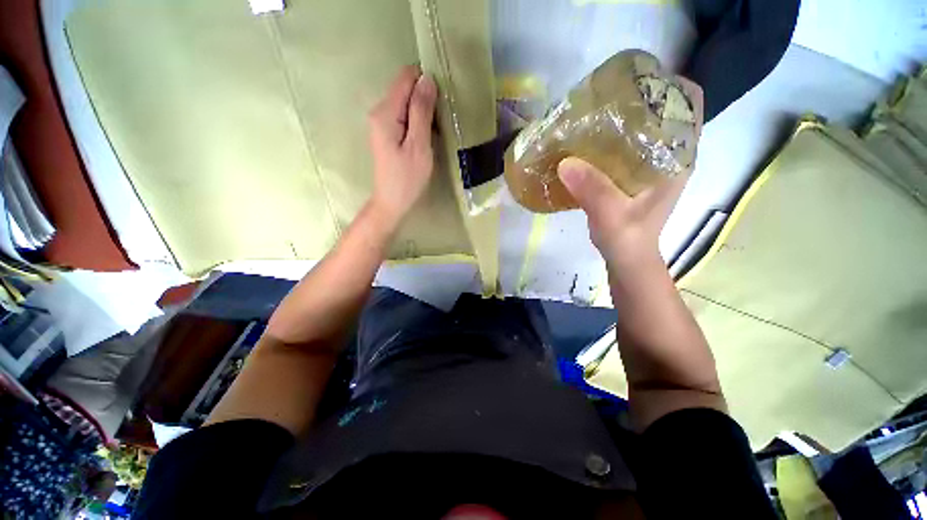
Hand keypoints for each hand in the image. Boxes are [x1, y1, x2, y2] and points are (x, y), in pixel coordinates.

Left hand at [367, 65, 438, 228]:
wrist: (392, 202)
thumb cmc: (407, 178)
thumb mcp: (419, 146)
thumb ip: (421, 112)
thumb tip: (427, 79)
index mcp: (385, 112)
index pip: (405, 77)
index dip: (426, 82)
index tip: (442, 101)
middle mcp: (379, 111)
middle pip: (405, 88)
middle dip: (425, 98)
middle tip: (441, 122)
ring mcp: (381, 122)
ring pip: (406, 102)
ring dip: (423, 111)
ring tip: (436, 131)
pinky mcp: (386, 132)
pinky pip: (404, 115)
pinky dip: (417, 121)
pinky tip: (426, 137)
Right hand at [559, 76, 701, 270]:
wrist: (626, 258)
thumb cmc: (628, 239)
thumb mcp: (612, 215)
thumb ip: (593, 191)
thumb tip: (565, 162)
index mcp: (678, 158)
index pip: (689, 104)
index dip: (669, 84)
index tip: (636, 80)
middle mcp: (670, 156)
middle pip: (663, 112)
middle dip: (639, 98)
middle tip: (606, 96)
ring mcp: (653, 166)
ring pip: (644, 129)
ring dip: (623, 119)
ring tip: (594, 114)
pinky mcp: (636, 176)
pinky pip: (627, 147)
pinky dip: (612, 140)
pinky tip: (590, 143)